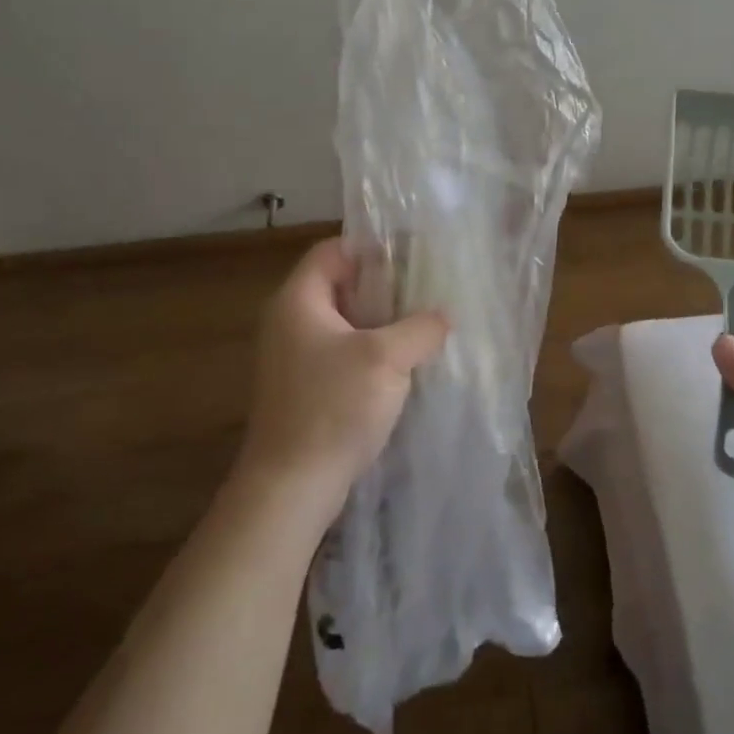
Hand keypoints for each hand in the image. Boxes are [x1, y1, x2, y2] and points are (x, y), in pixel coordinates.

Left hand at [238, 239, 447, 521]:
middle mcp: (290, 322)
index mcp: (298, 301)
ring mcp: (296, 359)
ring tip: (426, 325)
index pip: (333, 251)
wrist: (291, 486)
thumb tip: (443, 316)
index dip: (373, 247)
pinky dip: (374, 352)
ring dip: (384, 323)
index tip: (415, 255)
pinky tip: (407, 365)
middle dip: (386, 287)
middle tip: (429, 290)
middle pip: (341, 286)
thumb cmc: (333, 408)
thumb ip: (420, 327)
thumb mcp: (386, 358)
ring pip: (347, 323)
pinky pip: (344, 355)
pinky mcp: (307, 389)